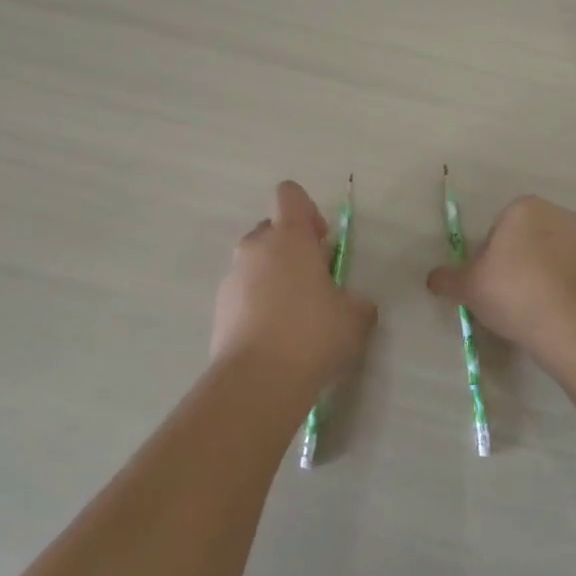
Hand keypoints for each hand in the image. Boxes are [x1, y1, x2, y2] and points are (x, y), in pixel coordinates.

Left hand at [212, 181, 375, 386]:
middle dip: (292, 247)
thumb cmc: (312, 335)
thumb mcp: (355, 317)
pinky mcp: (218, 307)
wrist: (257, 381)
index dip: (307, 210)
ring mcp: (232, 277)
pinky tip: (274, 336)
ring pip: (255, 262)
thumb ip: (356, 301)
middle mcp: (255, 247)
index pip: (289, 194)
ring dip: (274, 276)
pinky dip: (257, 303)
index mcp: (289, 237)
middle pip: (271, 229)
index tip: (321, 242)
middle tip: (314, 282)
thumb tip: (353, 303)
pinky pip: (243, 291)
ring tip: (294, 315)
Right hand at [427, 196, 575, 352]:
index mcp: (523, 208)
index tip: (489, 283)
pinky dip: (562, 288)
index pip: (497, 230)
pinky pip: (571, 274)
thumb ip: (448, 279)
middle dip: (516, 262)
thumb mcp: (469, 287)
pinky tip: (553, 313)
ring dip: (540, 275)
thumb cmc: (513, 292)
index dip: (489, 257)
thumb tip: (432, 278)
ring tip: (531, 309)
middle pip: (525, 239)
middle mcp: (557, 214)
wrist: (573, 324)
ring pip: (550, 256)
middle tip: (507, 296)